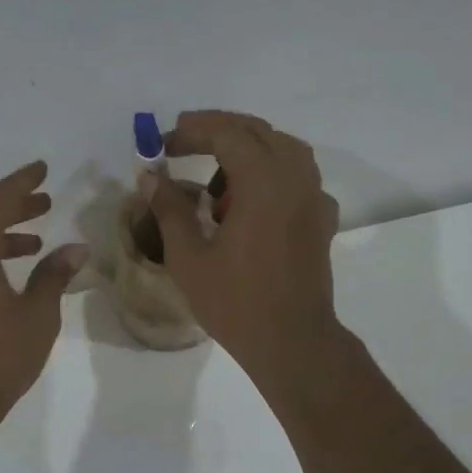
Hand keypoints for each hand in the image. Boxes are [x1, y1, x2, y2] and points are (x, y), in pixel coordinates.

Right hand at [147, 111, 341, 383]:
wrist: (292, 341)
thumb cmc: (236, 301)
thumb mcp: (189, 256)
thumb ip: (169, 209)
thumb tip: (150, 176)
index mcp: (264, 181)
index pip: (227, 133)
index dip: (192, 131)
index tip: (163, 144)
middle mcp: (295, 177)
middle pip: (257, 132)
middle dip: (217, 132)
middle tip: (181, 145)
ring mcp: (314, 197)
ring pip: (282, 150)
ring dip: (246, 152)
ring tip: (216, 184)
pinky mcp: (321, 219)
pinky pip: (297, 178)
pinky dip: (270, 176)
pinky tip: (250, 206)